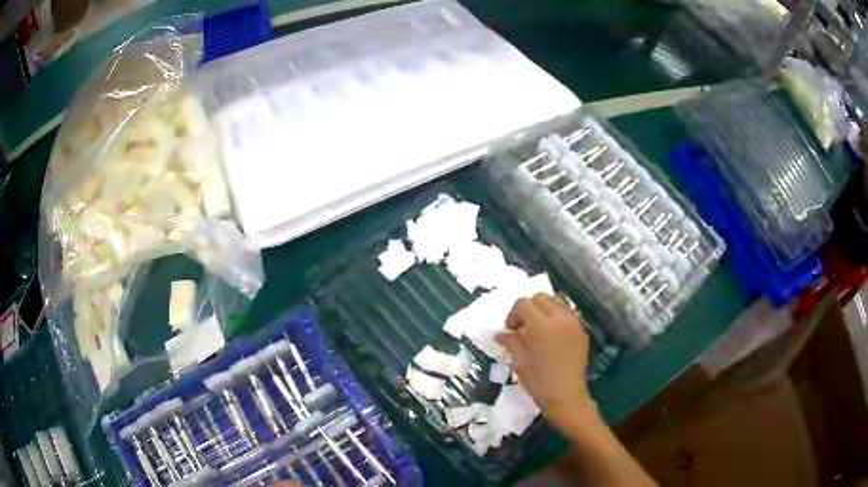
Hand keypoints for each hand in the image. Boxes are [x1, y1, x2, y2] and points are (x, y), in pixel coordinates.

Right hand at [495, 293, 596, 431]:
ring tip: (538, 328)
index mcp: (543, 327)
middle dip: (528, 308)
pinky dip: (556, 316)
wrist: (567, 397)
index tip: (511, 329)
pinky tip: (552, 335)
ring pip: (556, 301)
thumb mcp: (521, 362)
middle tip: (522, 327)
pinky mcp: (582, 330)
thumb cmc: (540, 382)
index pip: (524, 304)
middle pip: (541, 297)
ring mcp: (574, 323)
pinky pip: (567, 313)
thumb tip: (500, 334)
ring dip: (543, 310)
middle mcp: (561, 319)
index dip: (513, 314)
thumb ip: (512, 342)